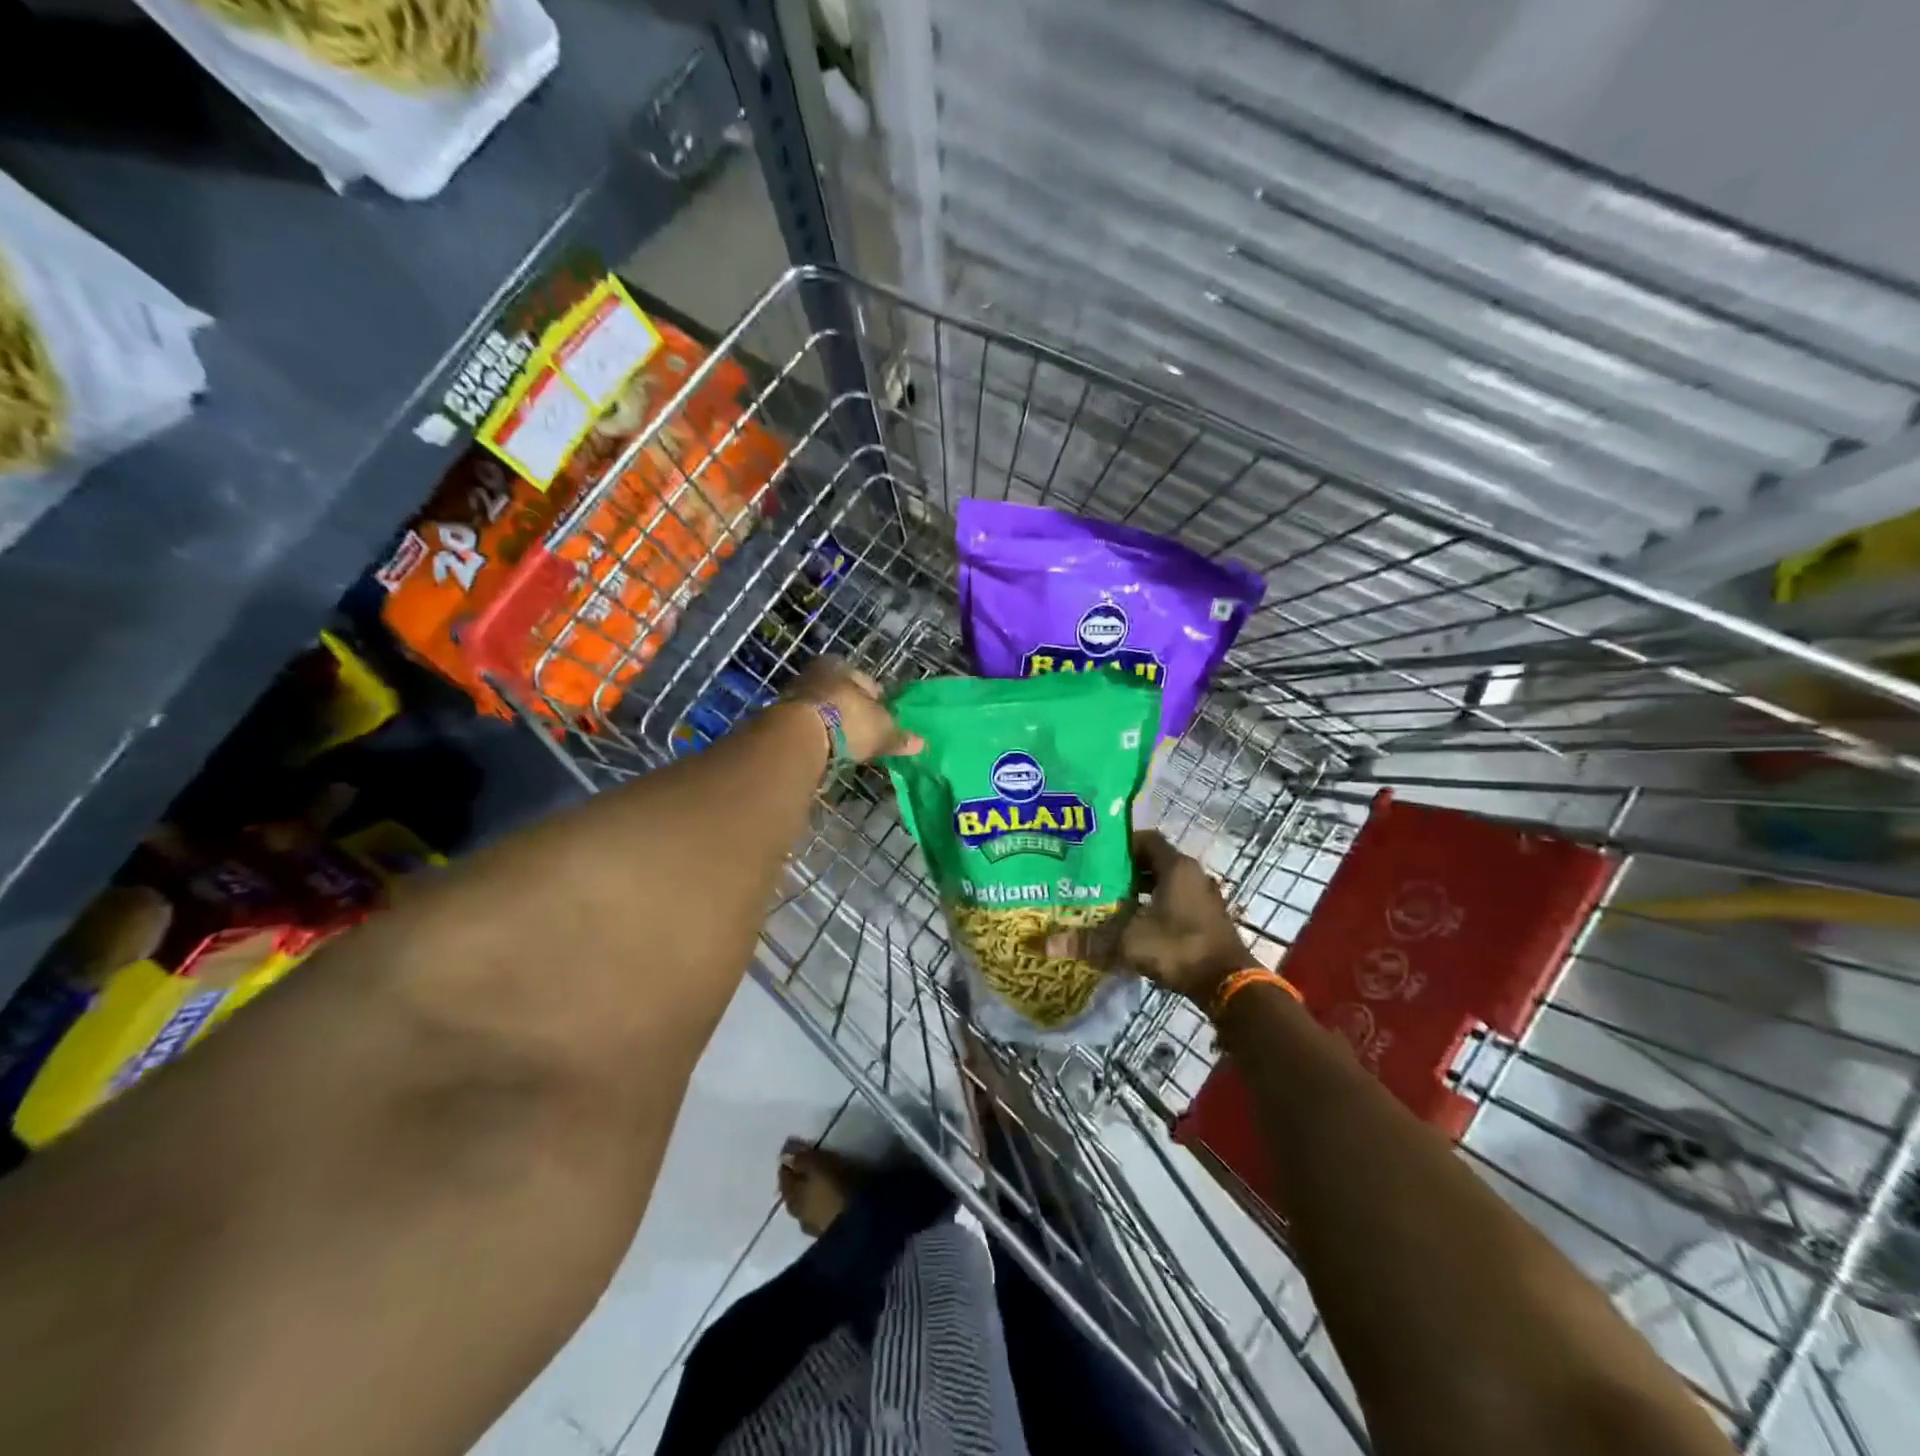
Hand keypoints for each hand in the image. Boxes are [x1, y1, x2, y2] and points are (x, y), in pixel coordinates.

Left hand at [781, 657, 922, 763]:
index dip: (878, 702)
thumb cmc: (847, 722)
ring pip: (823, 708)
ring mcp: (795, 694)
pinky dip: (817, 735)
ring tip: (844, 744)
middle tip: (864, 732)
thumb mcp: (881, 731)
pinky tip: (824, 750)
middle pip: (842, 694)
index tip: (883, 721)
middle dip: (853, 711)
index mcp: (843, 667)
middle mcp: (818, 673)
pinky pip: (807, 725)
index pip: (868, 683)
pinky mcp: (779, 716)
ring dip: (833, 723)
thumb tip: (921, 743)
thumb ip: (899, 737)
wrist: (797, 736)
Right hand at [1044, 830, 1249, 1004]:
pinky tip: (1135, 923)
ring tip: (1111, 901)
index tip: (1097, 854)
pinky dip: (1156, 907)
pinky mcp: (1207, 919)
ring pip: (1166, 884)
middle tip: (1097, 878)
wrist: (1227, 984)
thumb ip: (1088, 941)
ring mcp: (1203, 898)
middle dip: (1127, 869)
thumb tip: (1045, 945)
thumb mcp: (1128, 943)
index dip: (1121, 844)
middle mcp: (1193, 875)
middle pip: (1155, 861)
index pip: (1146, 839)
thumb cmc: (1179, 948)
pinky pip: (1176, 901)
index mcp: (1177, 867)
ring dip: (1142, 890)